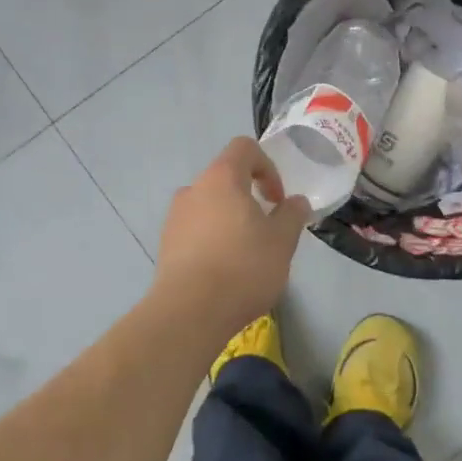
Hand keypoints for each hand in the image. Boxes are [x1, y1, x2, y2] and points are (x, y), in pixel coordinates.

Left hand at [153, 137, 311, 333]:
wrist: (189, 312)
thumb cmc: (242, 267)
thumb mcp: (282, 241)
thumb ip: (292, 214)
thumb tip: (295, 201)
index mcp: (221, 178)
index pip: (244, 148)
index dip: (267, 166)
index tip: (277, 199)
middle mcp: (193, 189)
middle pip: (225, 178)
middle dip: (249, 198)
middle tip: (267, 230)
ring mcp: (174, 217)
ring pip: (210, 206)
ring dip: (230, 220)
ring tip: (246, 255)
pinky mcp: (166, 245)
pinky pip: (195, 230)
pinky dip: (212, 240)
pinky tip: (224, 271)